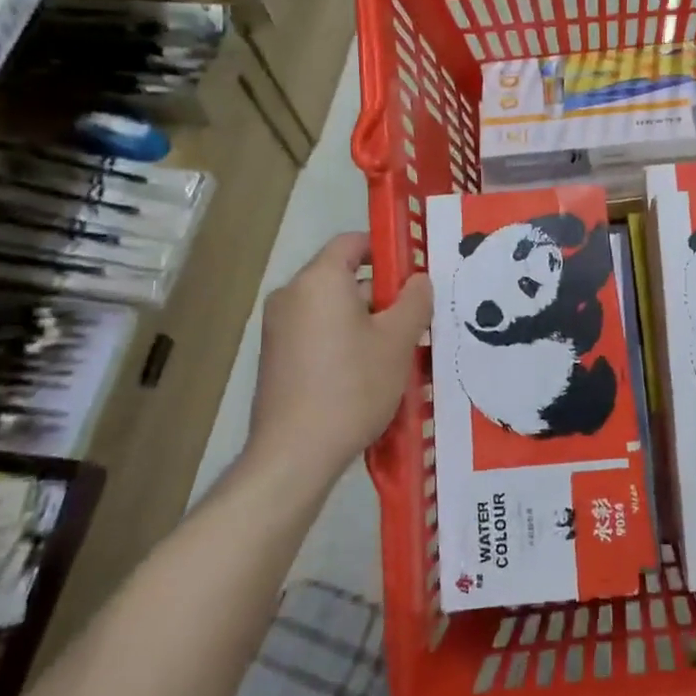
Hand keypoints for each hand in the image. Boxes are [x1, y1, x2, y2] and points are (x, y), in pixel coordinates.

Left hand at [243, 233, 431, 482]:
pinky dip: (345, 342)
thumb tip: (419, 280)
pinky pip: (318, 334)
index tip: (415, 274)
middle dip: (384, 296)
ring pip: (334, 310)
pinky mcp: (276, 358)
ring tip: (400, 354)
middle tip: (417, 323)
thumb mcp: (398, 341)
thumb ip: (415, 301)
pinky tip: (370, 375)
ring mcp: (278, 329)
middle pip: (345, 278)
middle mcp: (291, 296)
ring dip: (368, 322)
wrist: (295, 453)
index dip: (387, 250)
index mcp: (319, 281)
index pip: (353, 242)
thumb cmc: (353, 386)